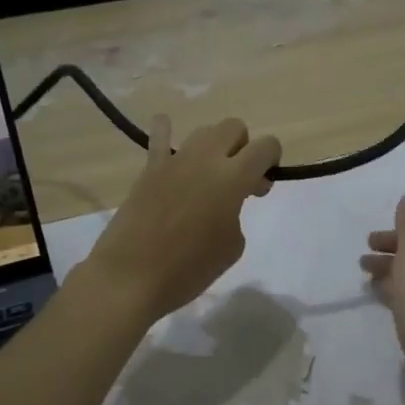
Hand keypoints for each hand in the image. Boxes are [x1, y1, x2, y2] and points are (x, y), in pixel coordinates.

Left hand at [83, 116, 279, 323]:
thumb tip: (224, 204)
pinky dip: (165, 131)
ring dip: (214, 146)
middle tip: (238, 181)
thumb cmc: (189, 269)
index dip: (272, 160)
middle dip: (243, 148)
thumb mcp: (232, 246)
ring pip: (204, 131)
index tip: (261, 186)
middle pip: (234, 128)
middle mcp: (206, 159)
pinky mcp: (150, 169)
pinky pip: (159, 138)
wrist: (132, 277)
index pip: (266, 146)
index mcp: (233, 178)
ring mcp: (175, 161)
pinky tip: (166, 128)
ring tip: (208, 175)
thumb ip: (236, 214)